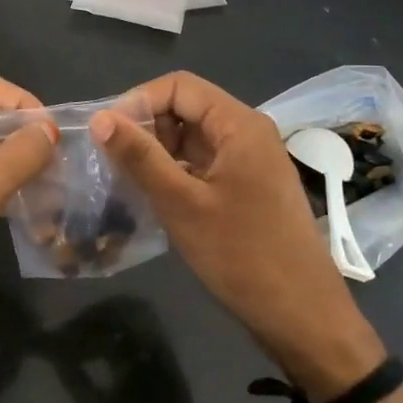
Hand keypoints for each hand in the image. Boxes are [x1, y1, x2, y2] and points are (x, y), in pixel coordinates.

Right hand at [91, 72, 384, 401]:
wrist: (302, 315)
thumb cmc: (241, 255)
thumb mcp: (181, 204)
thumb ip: (140, 157)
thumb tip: (100, 119)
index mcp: (239, 124)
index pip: (179, 86)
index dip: (138, 101)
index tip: (106, 134)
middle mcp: (248, 133)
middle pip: (187, 108)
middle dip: (146, 127)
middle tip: (112, 161)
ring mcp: (251, 161)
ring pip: (193, 138)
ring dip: (158, 152)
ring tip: (125, 179)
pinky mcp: (248, 188)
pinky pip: (205, 164)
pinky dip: (176, 172)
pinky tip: (152, 197)